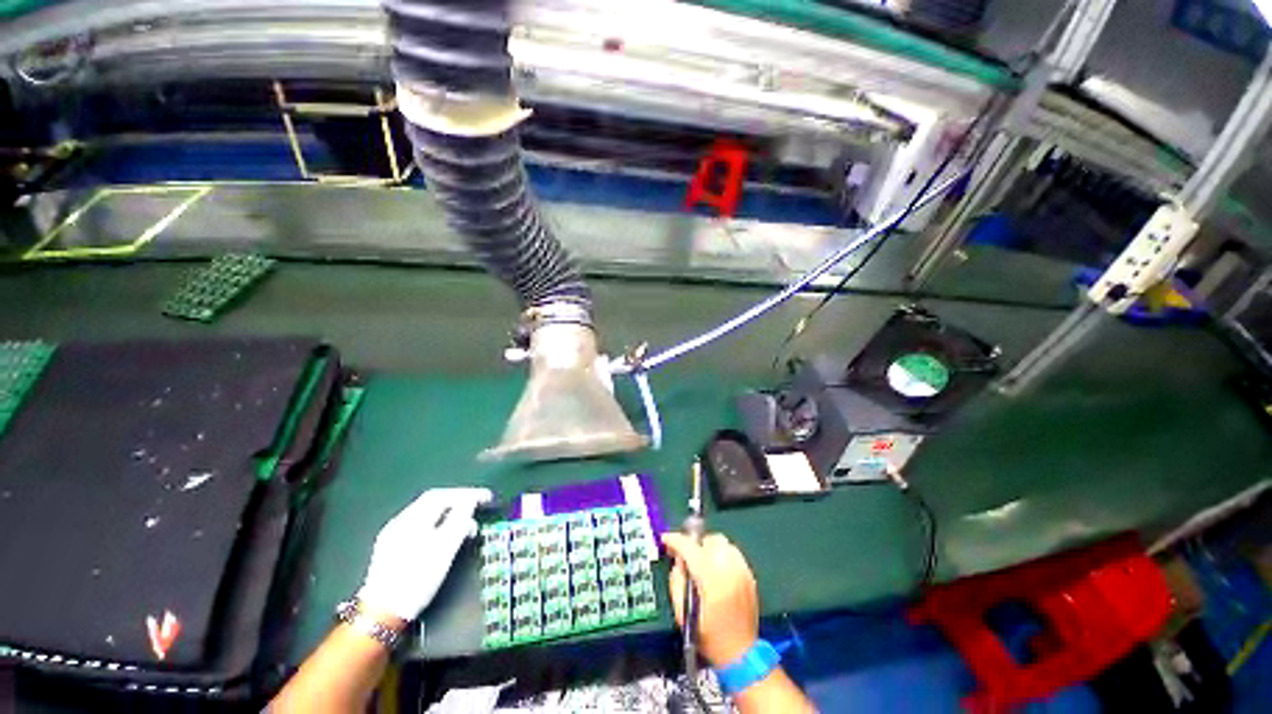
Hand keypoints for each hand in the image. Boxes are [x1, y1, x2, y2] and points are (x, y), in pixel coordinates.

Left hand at [357, 487, 492, 621]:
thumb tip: (471, 500)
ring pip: (426, 515)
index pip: (442, 495)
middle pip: (433, 502)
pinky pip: (419, 527)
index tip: (486, 497)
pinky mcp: (390, 550)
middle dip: (458, 502)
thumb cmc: (416, 580)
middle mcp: (399, 522)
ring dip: (449, 515)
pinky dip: (437, 525)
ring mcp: (392, 536)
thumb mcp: (444, 549)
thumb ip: (459, 520)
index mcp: (411, 519)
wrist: (382, 616)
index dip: (467, 494)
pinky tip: (445, 537)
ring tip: (467, 526)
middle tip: (478, 507)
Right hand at [662, 532, 759, 667]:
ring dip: (710, 549)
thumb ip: (677, 581)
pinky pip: (733, 554)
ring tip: (704, 564)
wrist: (740, 654)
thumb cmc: (708, 636)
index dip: (675, 540)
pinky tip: (718, 572)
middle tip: (688, 558)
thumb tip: (678, 561)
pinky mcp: (750, 575)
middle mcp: (729, 568)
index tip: (665, 539)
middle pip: (710, 539)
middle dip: (696, 545)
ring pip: (723, 543)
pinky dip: (723, 556)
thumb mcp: (682, 612)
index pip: (690, 548)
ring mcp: (742, 570)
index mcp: (711, 578)